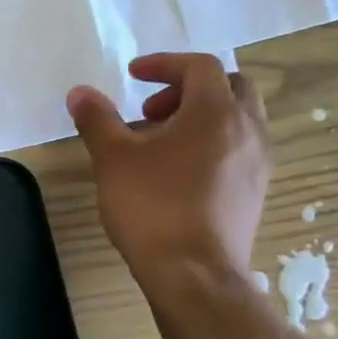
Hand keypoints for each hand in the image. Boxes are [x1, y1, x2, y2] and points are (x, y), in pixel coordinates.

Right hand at [67, 54, 269, 288]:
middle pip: (230, 87)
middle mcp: (247, 130)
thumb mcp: (113, 158)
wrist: (193, 274)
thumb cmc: (152, 207)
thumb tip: (80, 93)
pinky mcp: (255, 191)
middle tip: (150, 110)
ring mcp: (257, 163)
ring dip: (199, 117)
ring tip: (157, 143)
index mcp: (216, 113)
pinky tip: (175, 172)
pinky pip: (237, 149)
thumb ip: (97, 119)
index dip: (164, 64)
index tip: (133, 77)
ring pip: (236, 119)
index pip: (201, 67)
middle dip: (188, 89)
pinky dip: (210, 143)